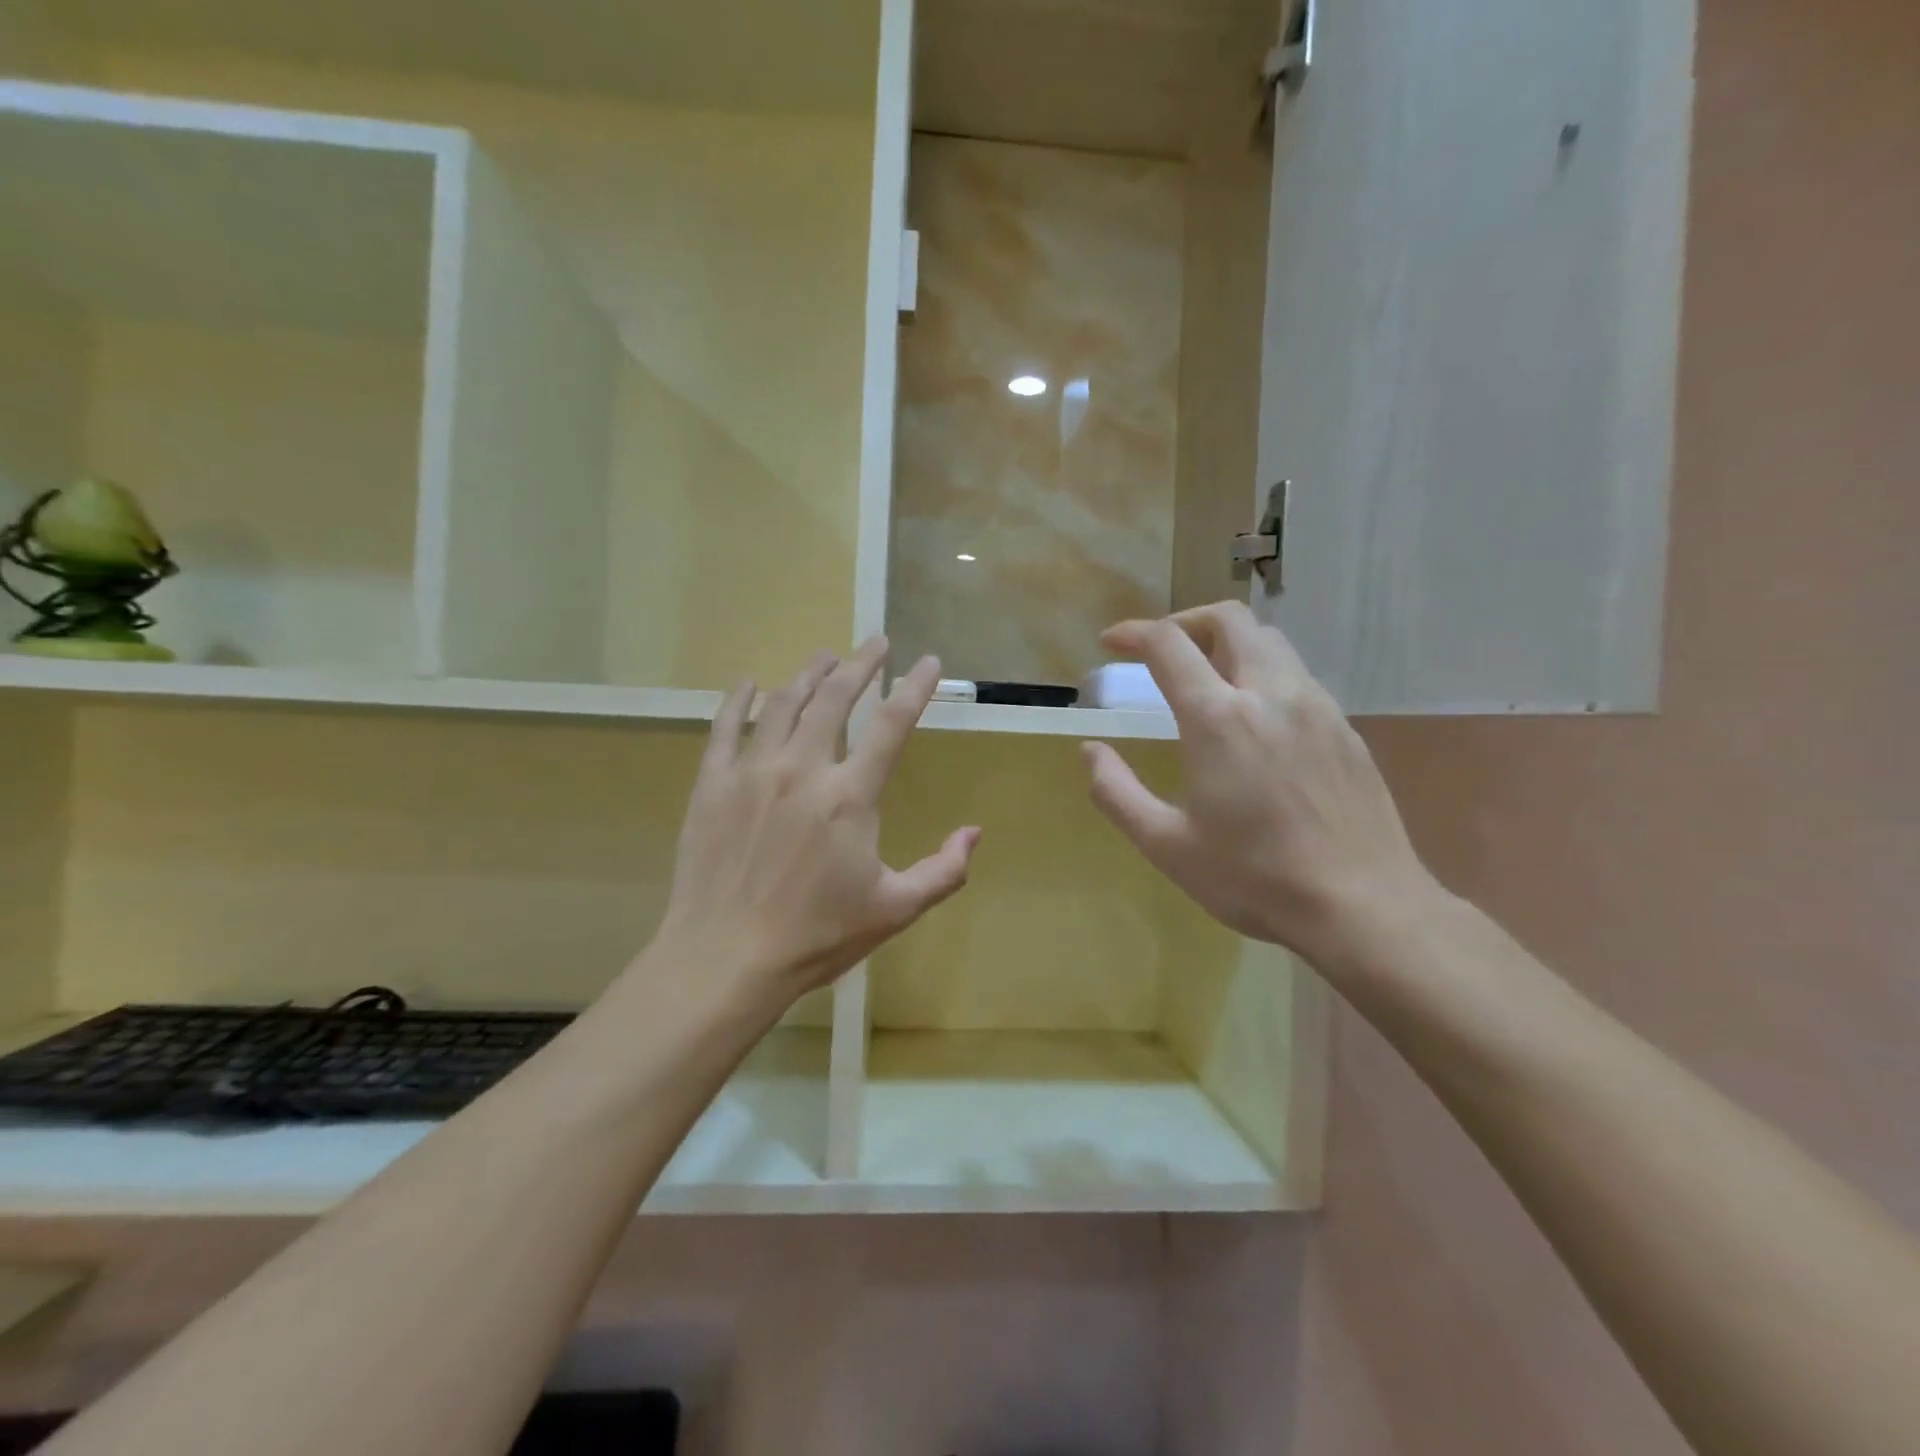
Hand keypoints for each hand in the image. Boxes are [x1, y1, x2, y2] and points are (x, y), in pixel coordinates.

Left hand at [654, 638, 980, 1011]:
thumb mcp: (895, 909)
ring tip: (825, 657)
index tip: (928, 661)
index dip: (915, 688)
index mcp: (850, 796)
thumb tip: (975, 832)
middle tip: (876, 641)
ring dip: (808, 674)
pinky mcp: (711, 785)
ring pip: (782, 704)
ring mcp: (752, 772)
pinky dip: (738, 700)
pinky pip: (724, 727)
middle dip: (861, 663)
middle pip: (835, 698)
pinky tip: (748, 682)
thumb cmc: (817, 937)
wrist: (726, 959)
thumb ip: (943, 870)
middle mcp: (802, 769)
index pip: (892, 725)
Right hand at [1082, 601, 1434, 962]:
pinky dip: (1262, 674)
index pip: (1168, 644)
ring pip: (1269, 641)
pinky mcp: (1345, 729)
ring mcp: (1317, 707)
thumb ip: (1116, 792)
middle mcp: (1270, 694)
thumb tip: (1090, 752)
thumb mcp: (1166, 845)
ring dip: (1227, 643)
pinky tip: (1254, 721)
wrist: (1364, 907)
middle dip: (1185, 621)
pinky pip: (1297, 677)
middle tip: (1159, 652)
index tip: (1111, 643)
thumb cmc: (1254, 878)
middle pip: (1228, 619)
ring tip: (1204, 679)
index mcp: (1219, 718)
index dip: (1132, 633)